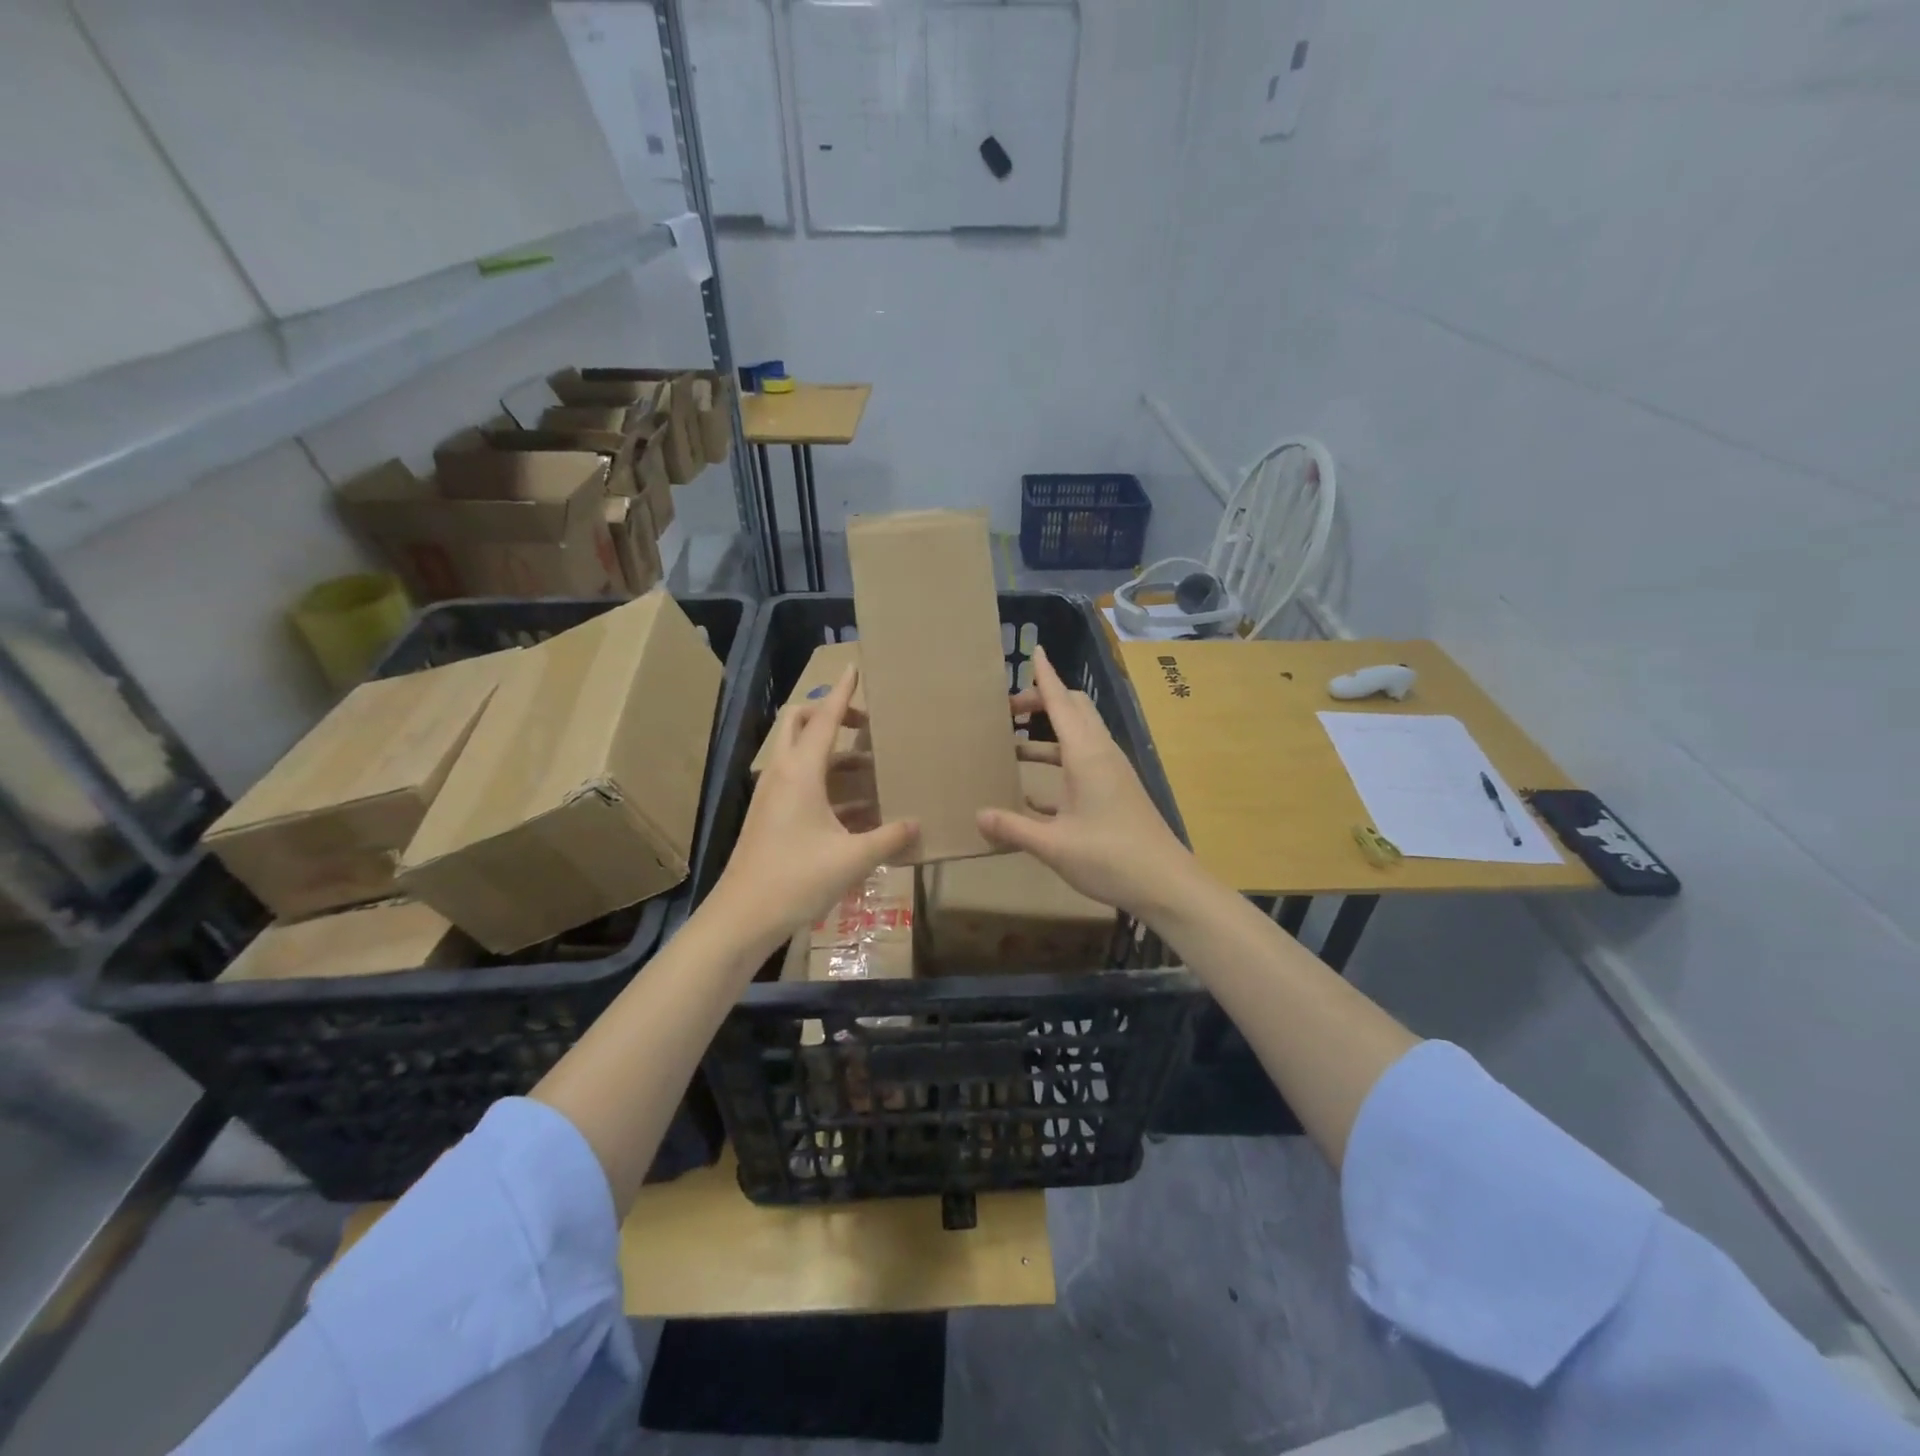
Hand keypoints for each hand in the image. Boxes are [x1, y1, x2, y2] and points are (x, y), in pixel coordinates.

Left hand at [708, 667, 917, 949]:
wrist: (742, 917)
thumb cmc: (796, 879)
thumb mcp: (852, 858)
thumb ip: (889, 838)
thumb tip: (918, 825)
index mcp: (800, 772)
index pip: (824, 718)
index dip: (842, 692)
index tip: (855, 667)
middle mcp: (782, 774)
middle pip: (799, 723)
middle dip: (830, 713)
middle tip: (864, 724)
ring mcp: (772, 795)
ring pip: (800, 754)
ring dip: (832, 751)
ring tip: (871, 765)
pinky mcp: (770, 815)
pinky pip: (799, 781)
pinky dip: (826, 780)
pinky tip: (857, 805)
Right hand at [977, 647, 1191, 918]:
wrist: (1166, 884)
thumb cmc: (1111, 858)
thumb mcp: (1054, 846)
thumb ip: (1013, 828)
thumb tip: (978, 816)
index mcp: (1086, 755)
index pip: (1061, 704)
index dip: (1045, 678)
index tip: (1034, 652)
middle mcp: (1101, 754)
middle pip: (1074, 710)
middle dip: (1043, 702)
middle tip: (1009, 711)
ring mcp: (1111, 773)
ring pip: (1078, 737)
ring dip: (1048, 734)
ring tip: (1012, 745)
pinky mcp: (1115, 792)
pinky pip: (1082, 764)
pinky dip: (1058, 764)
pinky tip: (1032, 791)